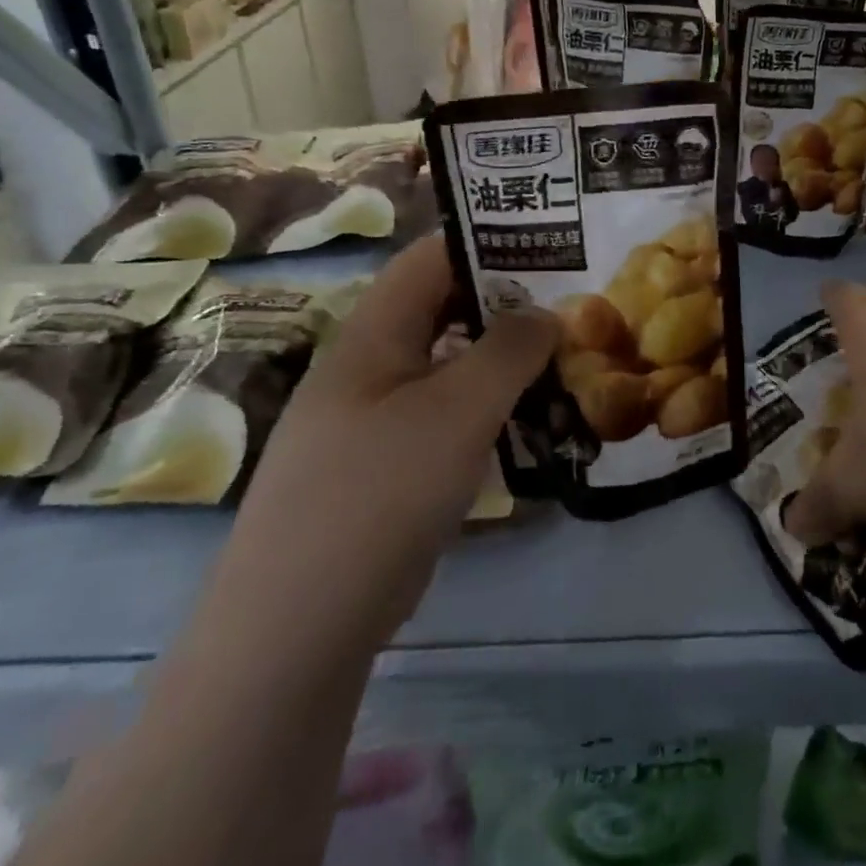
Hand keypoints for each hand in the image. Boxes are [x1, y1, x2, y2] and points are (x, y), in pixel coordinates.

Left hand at [239, 234, 558, 560]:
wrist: (298, 624)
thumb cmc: (380, 492)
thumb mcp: (458, 410)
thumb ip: (509, 351)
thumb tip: (546, 313)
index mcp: (372, 335)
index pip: (429, 258)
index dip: (485, 240)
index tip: (548, 245)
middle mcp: (367, 367)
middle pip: (439, 310)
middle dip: (503, 302)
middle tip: (567, 307)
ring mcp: (371, 420)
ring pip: (444, 366)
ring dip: (498, 359)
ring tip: (558, 360)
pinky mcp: (382, 467)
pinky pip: (440, 415)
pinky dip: (483, 407)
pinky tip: (522, 422)